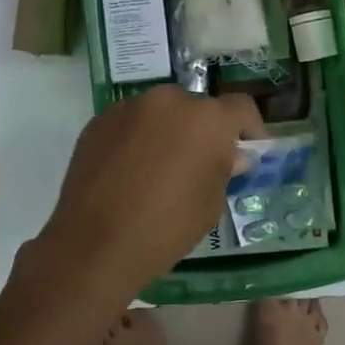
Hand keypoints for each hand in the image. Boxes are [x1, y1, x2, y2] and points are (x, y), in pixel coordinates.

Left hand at [36, 85, 262, 308]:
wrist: (95, 244)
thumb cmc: (166, 227)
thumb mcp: (210, 205)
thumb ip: (223, 170)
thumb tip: (230, 156)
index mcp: (206, 119)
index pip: (241, 108)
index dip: (250, 129)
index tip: (248, 152)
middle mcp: (168, 100)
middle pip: (196, 108)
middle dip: (203, 131)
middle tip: (199, 164)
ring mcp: (128, 108)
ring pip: (160, 113)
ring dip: (167, 132)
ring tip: (159, 170)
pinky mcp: (98, 122)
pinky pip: (129, 124)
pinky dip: (136, 140)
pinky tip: (129, 173)